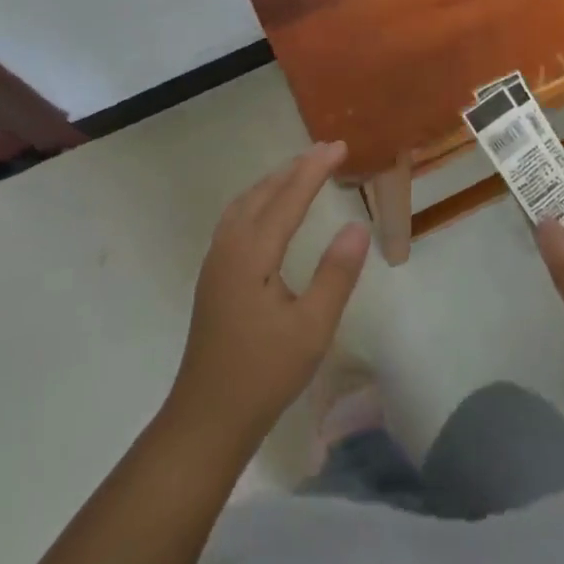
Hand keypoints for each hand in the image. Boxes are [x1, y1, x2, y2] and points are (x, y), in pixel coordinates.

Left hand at [166, 141, 371, 451]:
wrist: (207, 417)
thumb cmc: (264, 374)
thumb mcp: (312, 328)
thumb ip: (335, 274)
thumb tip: (357, 225)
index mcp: (252, 253)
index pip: (288, 198)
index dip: (314, 169)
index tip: (339, 146)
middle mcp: (229, 246)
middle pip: (263, 193)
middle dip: (295, 168)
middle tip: (326, 151)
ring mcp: (216, 260)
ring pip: (245, 203)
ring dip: (274, 182)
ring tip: (301, 170)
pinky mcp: (214, 275)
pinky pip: (237, 218)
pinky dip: (259, 200)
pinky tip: (269, 210)